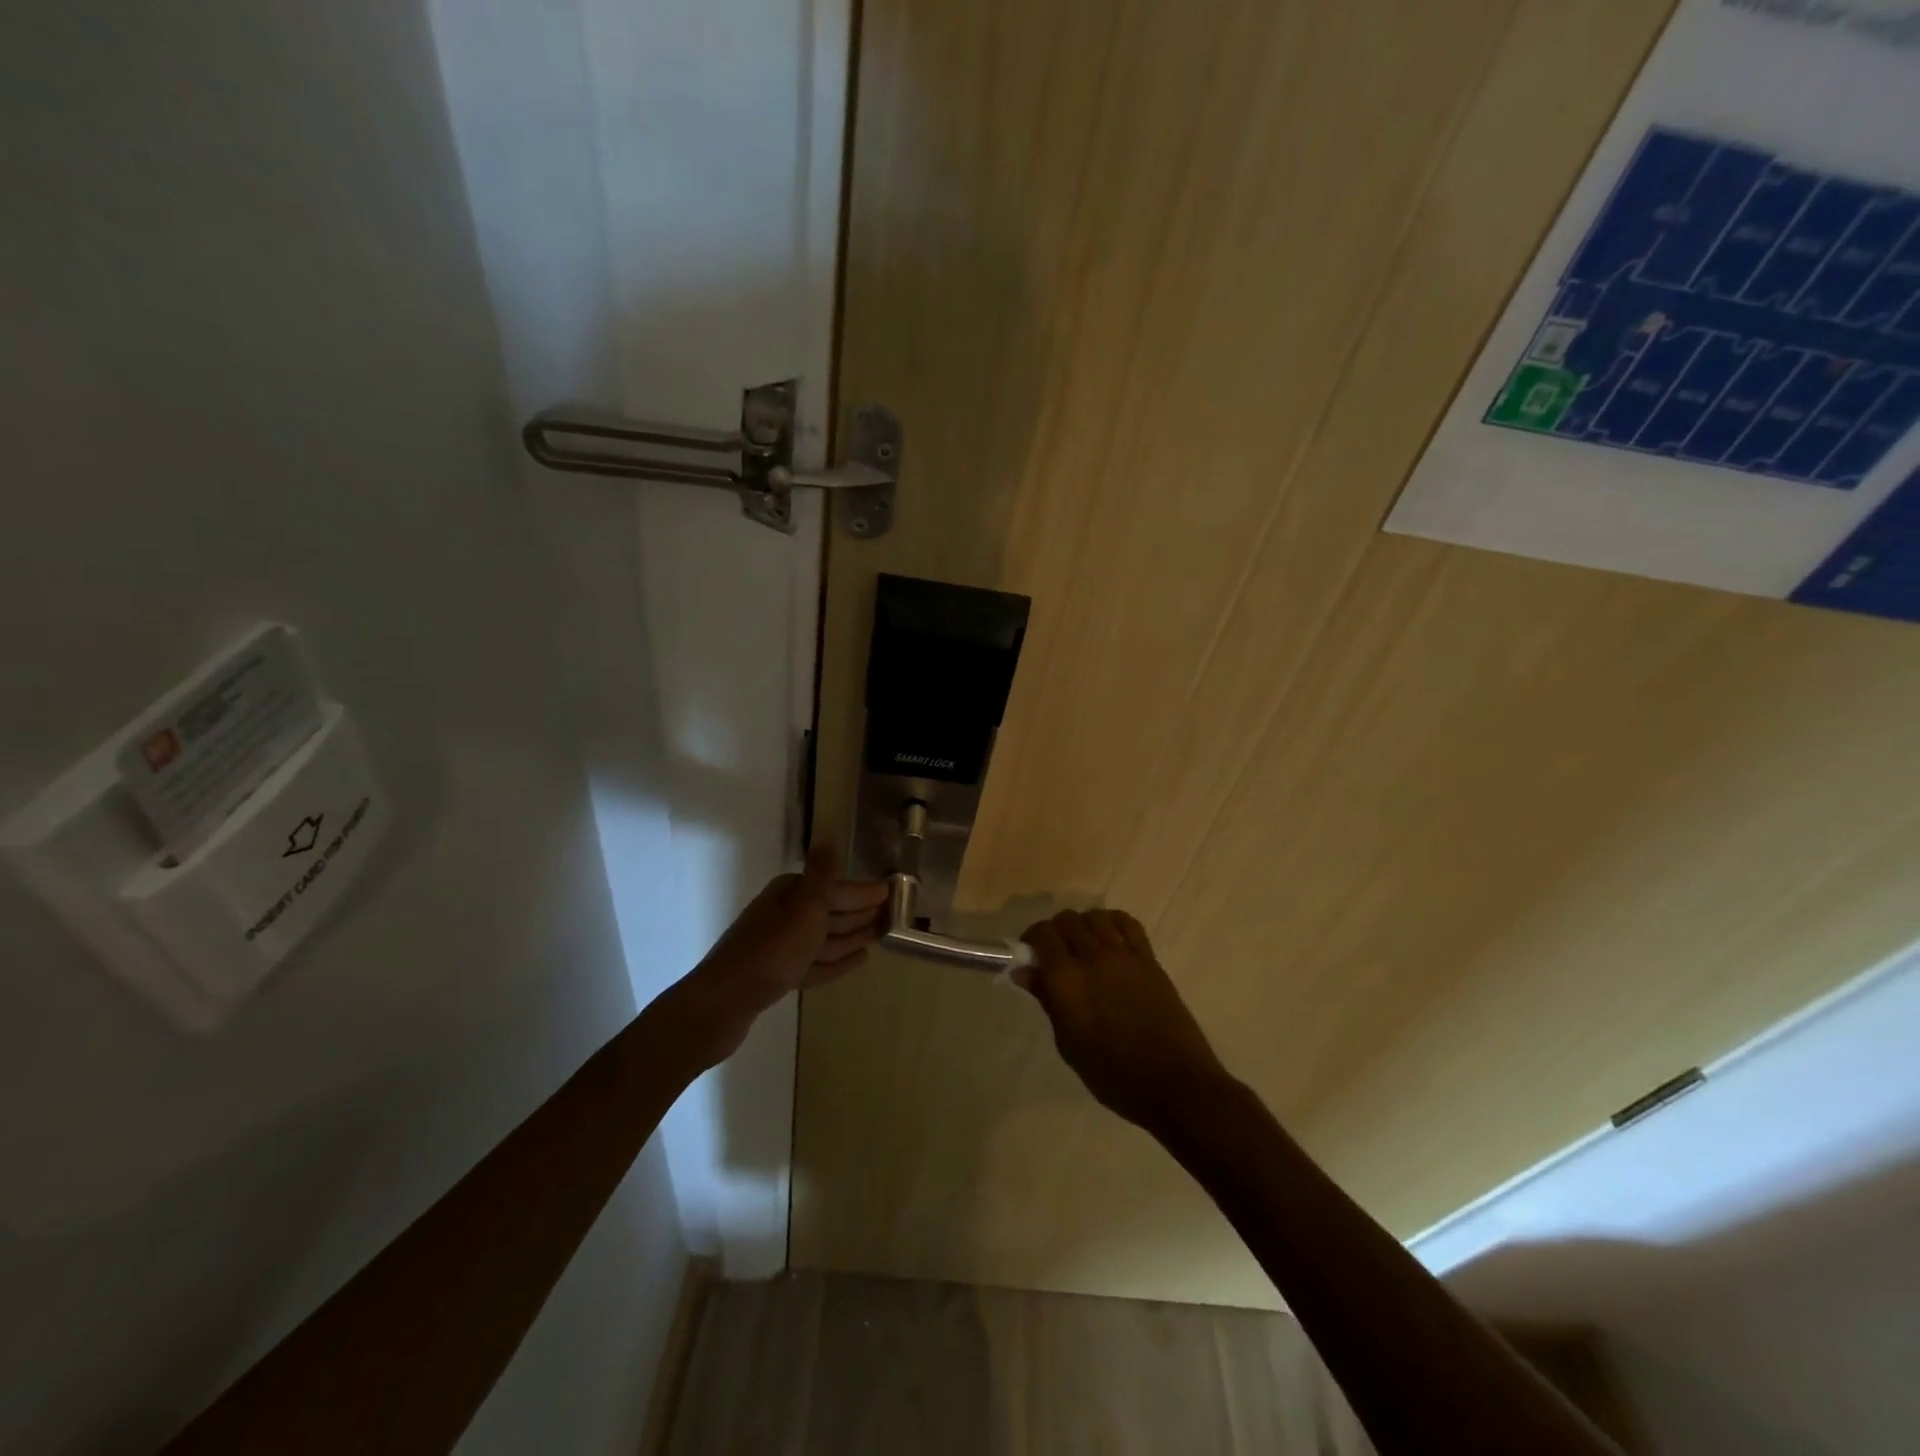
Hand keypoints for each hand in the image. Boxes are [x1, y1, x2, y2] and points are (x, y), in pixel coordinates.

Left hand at [677, 843, 888, 1065]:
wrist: (723, 1002)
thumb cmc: (772, 950)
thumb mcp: (804, 907)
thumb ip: (822, 875)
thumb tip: (828, 835)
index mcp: (790, 893)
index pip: (836, 887)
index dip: (864, 892)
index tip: (893, 894)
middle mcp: (784, 915)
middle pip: (831, 911)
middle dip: (861, 912)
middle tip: (894, 916)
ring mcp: (781, 947)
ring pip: (826, 938)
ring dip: (853, 936)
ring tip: (881, 936)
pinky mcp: (779, 976)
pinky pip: (817, 963)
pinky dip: (837, 961)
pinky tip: (859, 961)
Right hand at [1018, 909, 1230, 1134]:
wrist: (1174, 1084)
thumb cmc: (1113, 1075)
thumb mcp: (1069, 1044)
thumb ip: (1047, 1001)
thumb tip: (1024, 972)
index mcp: (1067, 982)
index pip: (1043, 935)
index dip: (1032, 938)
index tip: (1030, 955)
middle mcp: (1093, 959)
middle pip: (1067, 920)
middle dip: (1055, 931)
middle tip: (1054, 954)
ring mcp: (1124, 956)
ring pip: (1095, 916)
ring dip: (1083, 925)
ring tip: (1083, 947)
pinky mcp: (1149, 959)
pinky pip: (1128, 924)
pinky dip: (1113, 923)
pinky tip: (1110, 939)